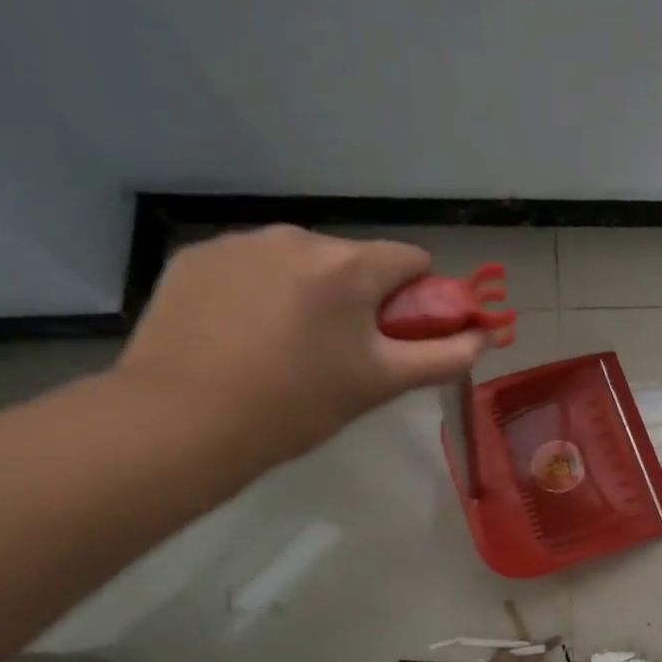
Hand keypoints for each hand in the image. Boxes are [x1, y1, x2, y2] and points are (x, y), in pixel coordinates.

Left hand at [116, 227, 487, 468]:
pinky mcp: (195, 257)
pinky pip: (251, 265)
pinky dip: (259, 290)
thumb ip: (443, 356)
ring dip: (309, 290)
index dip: (417, 298)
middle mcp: (298, 237)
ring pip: (302, 261)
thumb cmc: (295, 406)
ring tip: (283, 344)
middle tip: (339, 351)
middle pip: (355, 260)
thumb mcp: (380, 384)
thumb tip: (483, 338)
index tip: (396, 336)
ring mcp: (241, 243)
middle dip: (359, 296)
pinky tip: (239, 333)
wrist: (178, 424)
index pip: (412, 261)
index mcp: (350, 265)